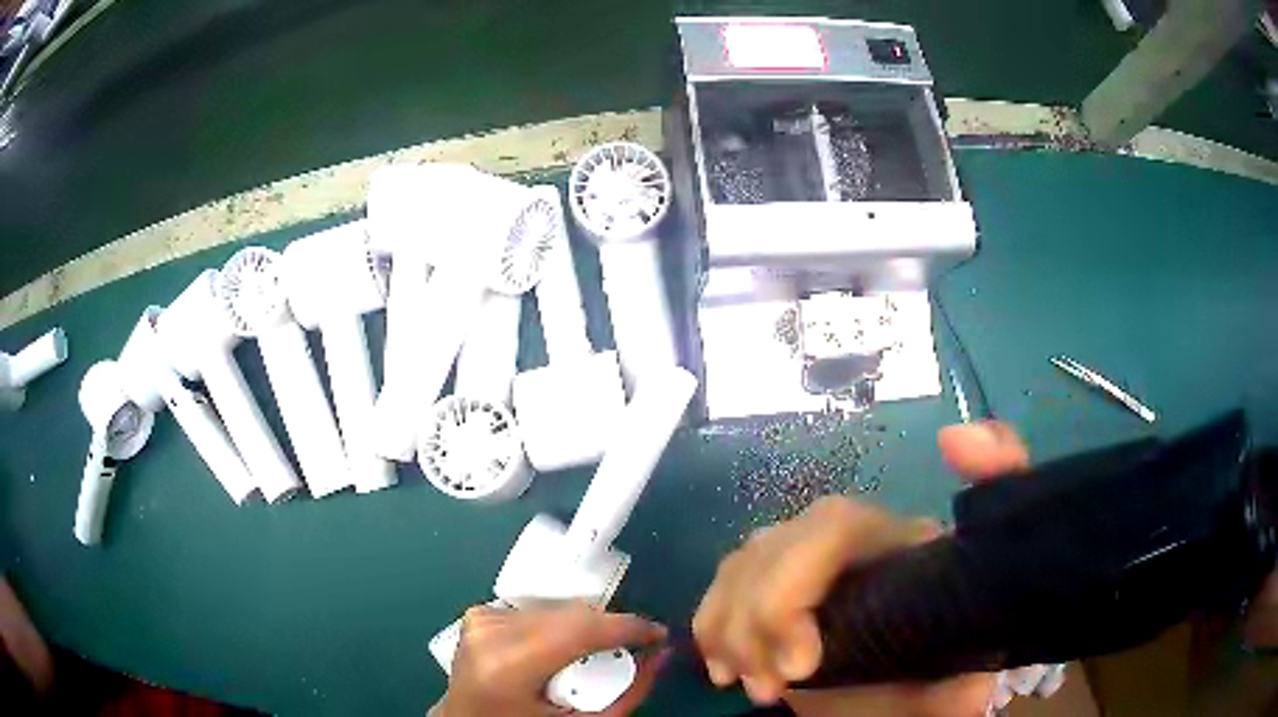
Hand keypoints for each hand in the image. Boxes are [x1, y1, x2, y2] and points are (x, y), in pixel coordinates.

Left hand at [437, 602, 668, 716]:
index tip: (657, 634)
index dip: (627, 627)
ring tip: (592, 652)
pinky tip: (558, 648)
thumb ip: (628, 693)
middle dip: (608, 627)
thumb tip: (661, 653)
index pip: (579, 629)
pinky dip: (556, 625)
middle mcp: (490, 633)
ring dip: (583, 626)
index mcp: (508, 666)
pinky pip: (535, 610)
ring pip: (556, 607)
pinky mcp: (477, 614)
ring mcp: (479, 619)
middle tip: (630, 646)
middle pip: (570, 613)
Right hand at [693, 421, 1029, 714]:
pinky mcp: (774, 598)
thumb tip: (955, 445)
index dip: (794, 584)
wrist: (913, 708)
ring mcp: (806, 570)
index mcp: (899, 543)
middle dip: (755, 618)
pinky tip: (725, 668)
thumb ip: (996, 538)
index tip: (801, 665)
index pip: (833, 526)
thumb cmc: (946, 676)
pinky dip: (713, 627)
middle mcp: (849, 547)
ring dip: (729, 627)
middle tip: (769, 688)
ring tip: (753, 688)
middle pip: (775, 543)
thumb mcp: (984, 633)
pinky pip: (723, 590)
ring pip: (741, 564)